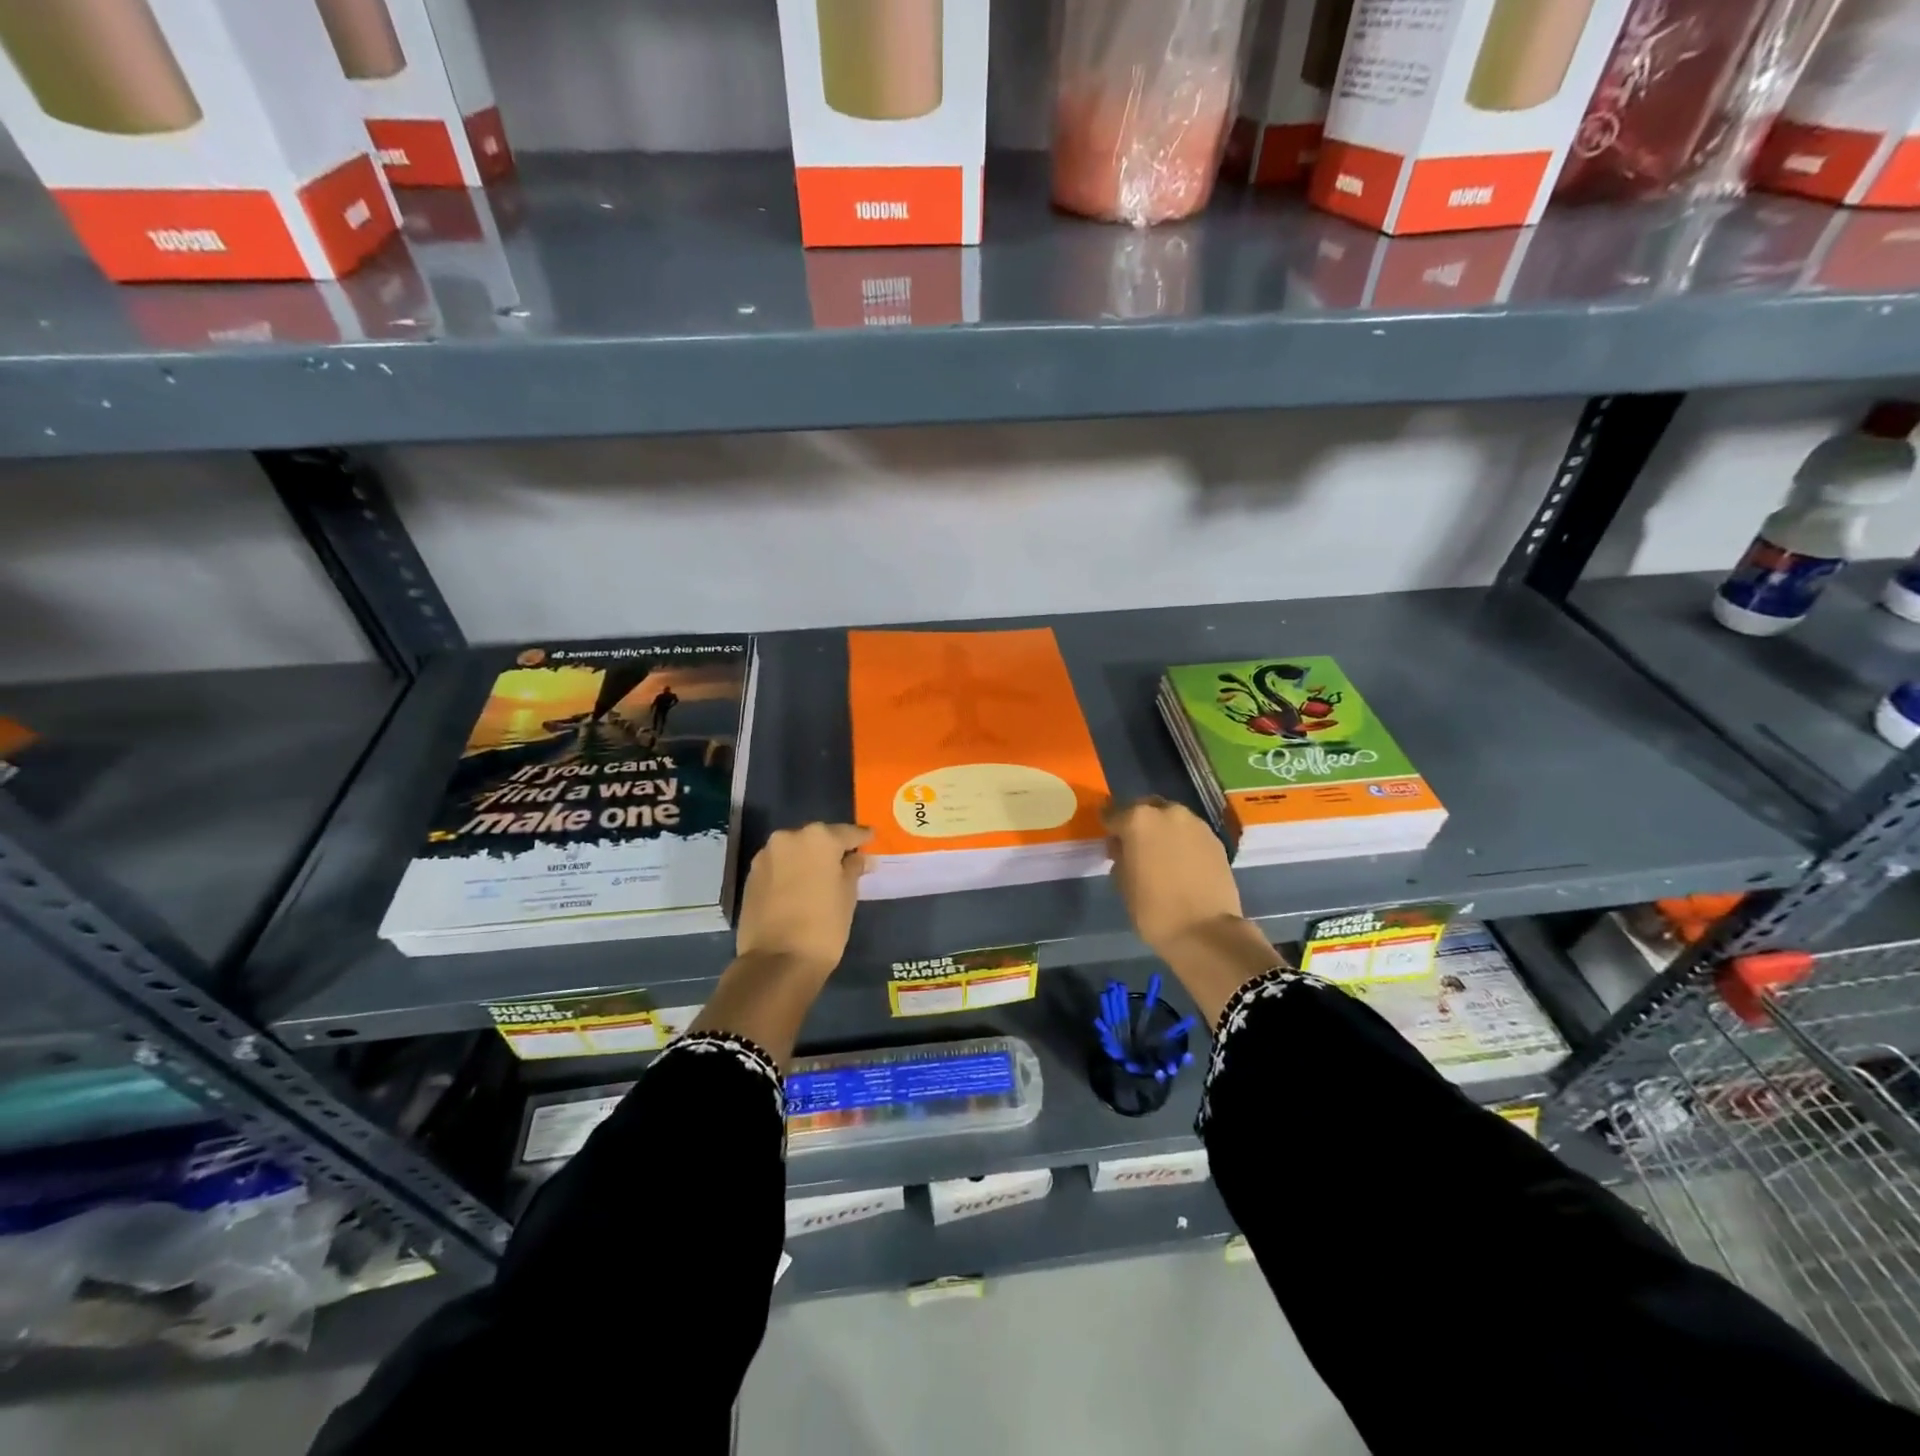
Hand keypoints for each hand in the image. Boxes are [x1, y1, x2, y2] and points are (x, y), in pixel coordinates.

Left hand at [735, 823, 870, 976]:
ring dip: (807, 860)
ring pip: (794, 851)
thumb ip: (853, 869)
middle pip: (817, 838)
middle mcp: (789, 837)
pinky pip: (778, 866)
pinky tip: (798, 889)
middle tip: (844, 863)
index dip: (861, 838)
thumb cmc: (824, 925)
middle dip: (830, 849)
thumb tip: (859, 858)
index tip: (870, 839)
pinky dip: (790, 873)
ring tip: (820, 878)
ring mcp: (766, 856)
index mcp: (818, 837)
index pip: (847, 833)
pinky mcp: (751, 876)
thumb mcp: (848, 895)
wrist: (777, 961)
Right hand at [1103, 797, 1245, 953]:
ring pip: (1171, 818)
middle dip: (1138, 823)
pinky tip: (1181, 863)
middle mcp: (1167, 812)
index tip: (1109, 840)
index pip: (1112, 813)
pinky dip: (1182, 842)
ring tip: (1160, 855)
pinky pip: (1190, 833)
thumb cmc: (1153, 909)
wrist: (1205, 930)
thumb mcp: (1122, 882)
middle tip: (1135, 845)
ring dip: (1162, 830)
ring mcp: (1195, 824)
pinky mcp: (1215, 839)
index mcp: (1137, 820)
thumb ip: (1120, 856)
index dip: (1109, 827)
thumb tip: (1124, 847)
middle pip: (1145, 809)